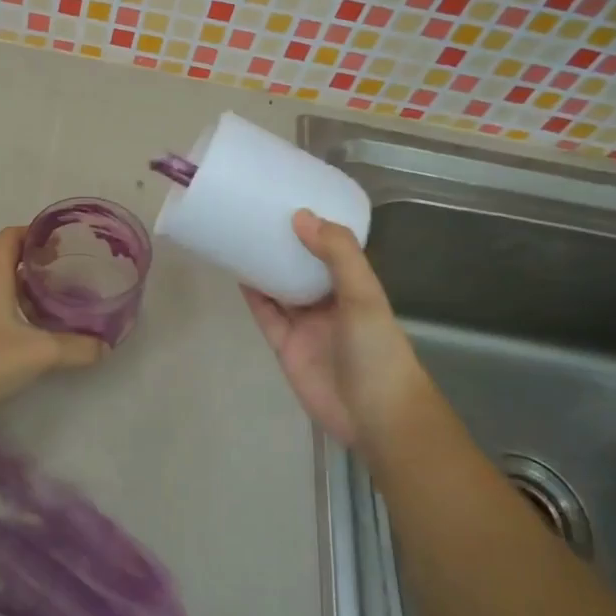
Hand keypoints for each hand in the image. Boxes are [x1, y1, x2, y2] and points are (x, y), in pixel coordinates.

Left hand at [0, 226, 104, 417]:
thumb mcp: (40, 352)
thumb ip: (76, 347)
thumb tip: (105, 346)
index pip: (12, 235)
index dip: (37, 233)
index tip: (64, 243)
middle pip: (5, 255)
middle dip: (35, 259)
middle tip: (67, 270)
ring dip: (22, 282)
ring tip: (54, 294)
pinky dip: (10, 301)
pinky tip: (30, 322)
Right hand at [242, 210, 436, 448]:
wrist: (374, 414)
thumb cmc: (377, 349)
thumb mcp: (364, 294)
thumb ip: (338, 254)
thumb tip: (301, 216)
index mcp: (354, 287)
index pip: (333, 250)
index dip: (315, 228)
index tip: (291, 200)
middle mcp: (330, 302)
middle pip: (302, 267)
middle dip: (284, 245)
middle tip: (258, 214)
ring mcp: (306, 325)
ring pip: (281, 289)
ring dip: (264, 267)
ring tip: (241, 237)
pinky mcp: (285, 346)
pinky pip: (266, 315)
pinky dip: (253, 296)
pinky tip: (238, 274)